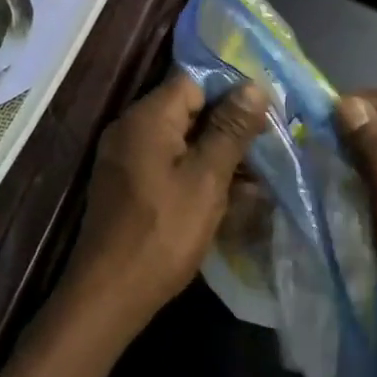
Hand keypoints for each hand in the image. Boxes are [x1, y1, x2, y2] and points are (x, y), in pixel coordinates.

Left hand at [58, 73, 268, 345]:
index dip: (232, 92)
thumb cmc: (163, 232)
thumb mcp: (206, 179)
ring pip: (180, 139)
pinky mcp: (127, 183)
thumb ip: (230, 129)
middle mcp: (130, 128)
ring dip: (215, 153)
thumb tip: (253, 86)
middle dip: (227, 126)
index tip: (265, 114)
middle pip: (187, 109)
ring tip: (255, 176)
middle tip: (267, 146)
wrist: (109, 295)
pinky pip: (167, 163)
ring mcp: (125, 157)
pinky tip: (226, 195)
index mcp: (147, 117)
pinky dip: (195, 172)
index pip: (195, 81)